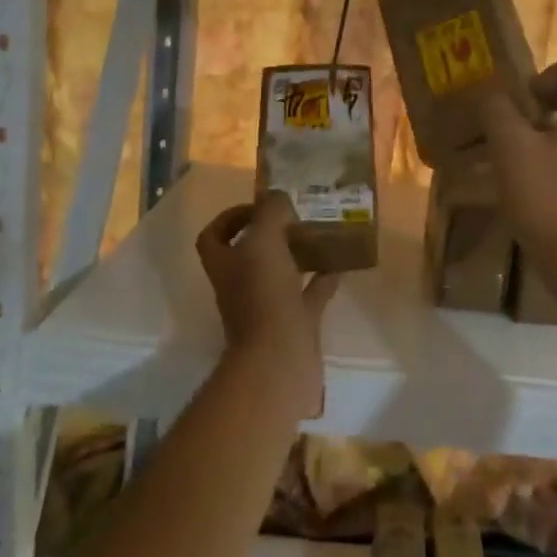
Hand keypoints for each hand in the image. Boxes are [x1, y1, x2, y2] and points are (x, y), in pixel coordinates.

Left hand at [195, 191, 338, 418]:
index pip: (214, 236)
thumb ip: (269, 212)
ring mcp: (269, 305)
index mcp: (225, 264)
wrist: (279, 359)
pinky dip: (324, 276)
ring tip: (321, 231)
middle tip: (297, 215)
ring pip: (282, 272)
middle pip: (250, 253)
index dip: (230, 218)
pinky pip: (310, 292)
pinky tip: (342, 261)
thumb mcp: (264, 240)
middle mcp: (241, 284)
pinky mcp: (296, 322)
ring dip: (298, 253)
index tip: (259, 206)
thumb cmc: (263, 295)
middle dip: (271, 233)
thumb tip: (277, 197)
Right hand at [477, 60, 556, 265]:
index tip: (528, 96)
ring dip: (541, 131)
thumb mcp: (511, 147)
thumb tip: (490, 96)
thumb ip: (497, 111)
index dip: (555, 72)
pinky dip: (546, 157)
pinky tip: (519, 179)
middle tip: (514, 120)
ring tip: (508, 150)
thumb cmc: (546, 196)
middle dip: (543, 102)